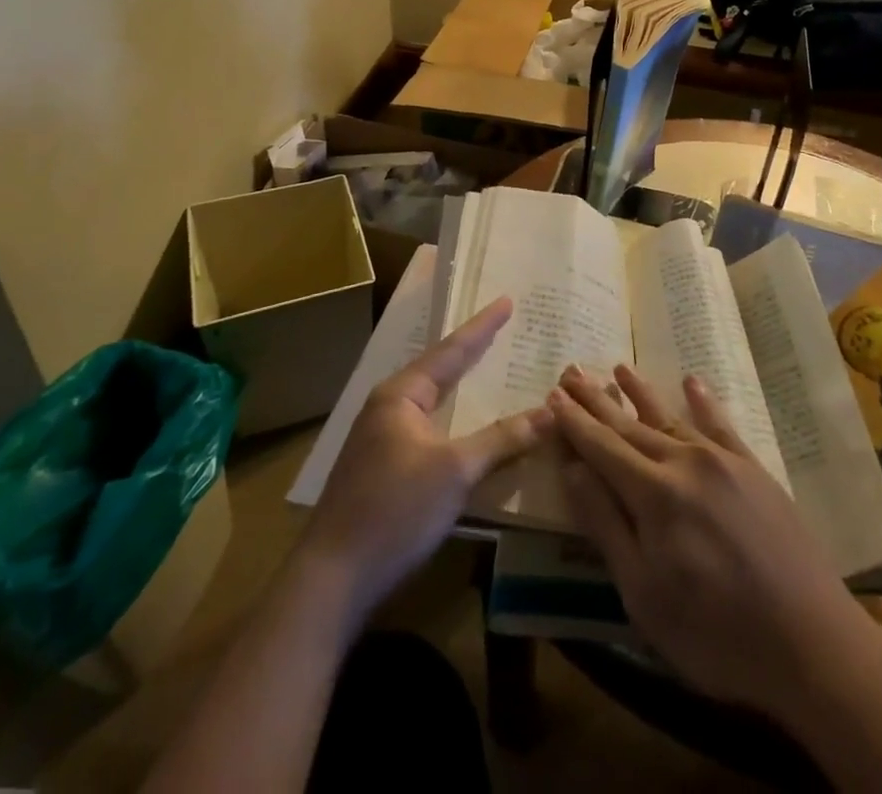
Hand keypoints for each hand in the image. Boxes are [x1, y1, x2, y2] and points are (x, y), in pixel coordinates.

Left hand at [302, 298, 548, 618]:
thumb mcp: (455, 471)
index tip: (506, 300)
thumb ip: (502, 439)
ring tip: (488, 370)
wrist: (332, 579)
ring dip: (460, 388)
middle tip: (501, 330)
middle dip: (470, 352)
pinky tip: (465, 428)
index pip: (451, 350)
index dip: (482, 326)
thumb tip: (549, 412)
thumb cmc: (394, 512)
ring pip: (431, 402)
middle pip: (437, 370)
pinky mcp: (380, 469)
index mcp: (400, 394)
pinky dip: (451, 420)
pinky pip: (426, 428)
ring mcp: (379, 439)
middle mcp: (386, 407)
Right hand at [549, 363, 871, 719]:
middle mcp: (685, 463)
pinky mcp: (754, 470)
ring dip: (641, 392)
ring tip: (618, 367)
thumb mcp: (644, 595)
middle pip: (631, 425)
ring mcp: (724, 462)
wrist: (813, 643)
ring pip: (670, 417)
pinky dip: (702, 401)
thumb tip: (572, 469)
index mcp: (654, 494)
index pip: (602, 447)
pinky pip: (721, 425)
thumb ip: (607, 525)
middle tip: (573, 370)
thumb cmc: (716, 633)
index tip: (552, 394)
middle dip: (598, 400)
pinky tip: (691, 382)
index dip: (575, 422)